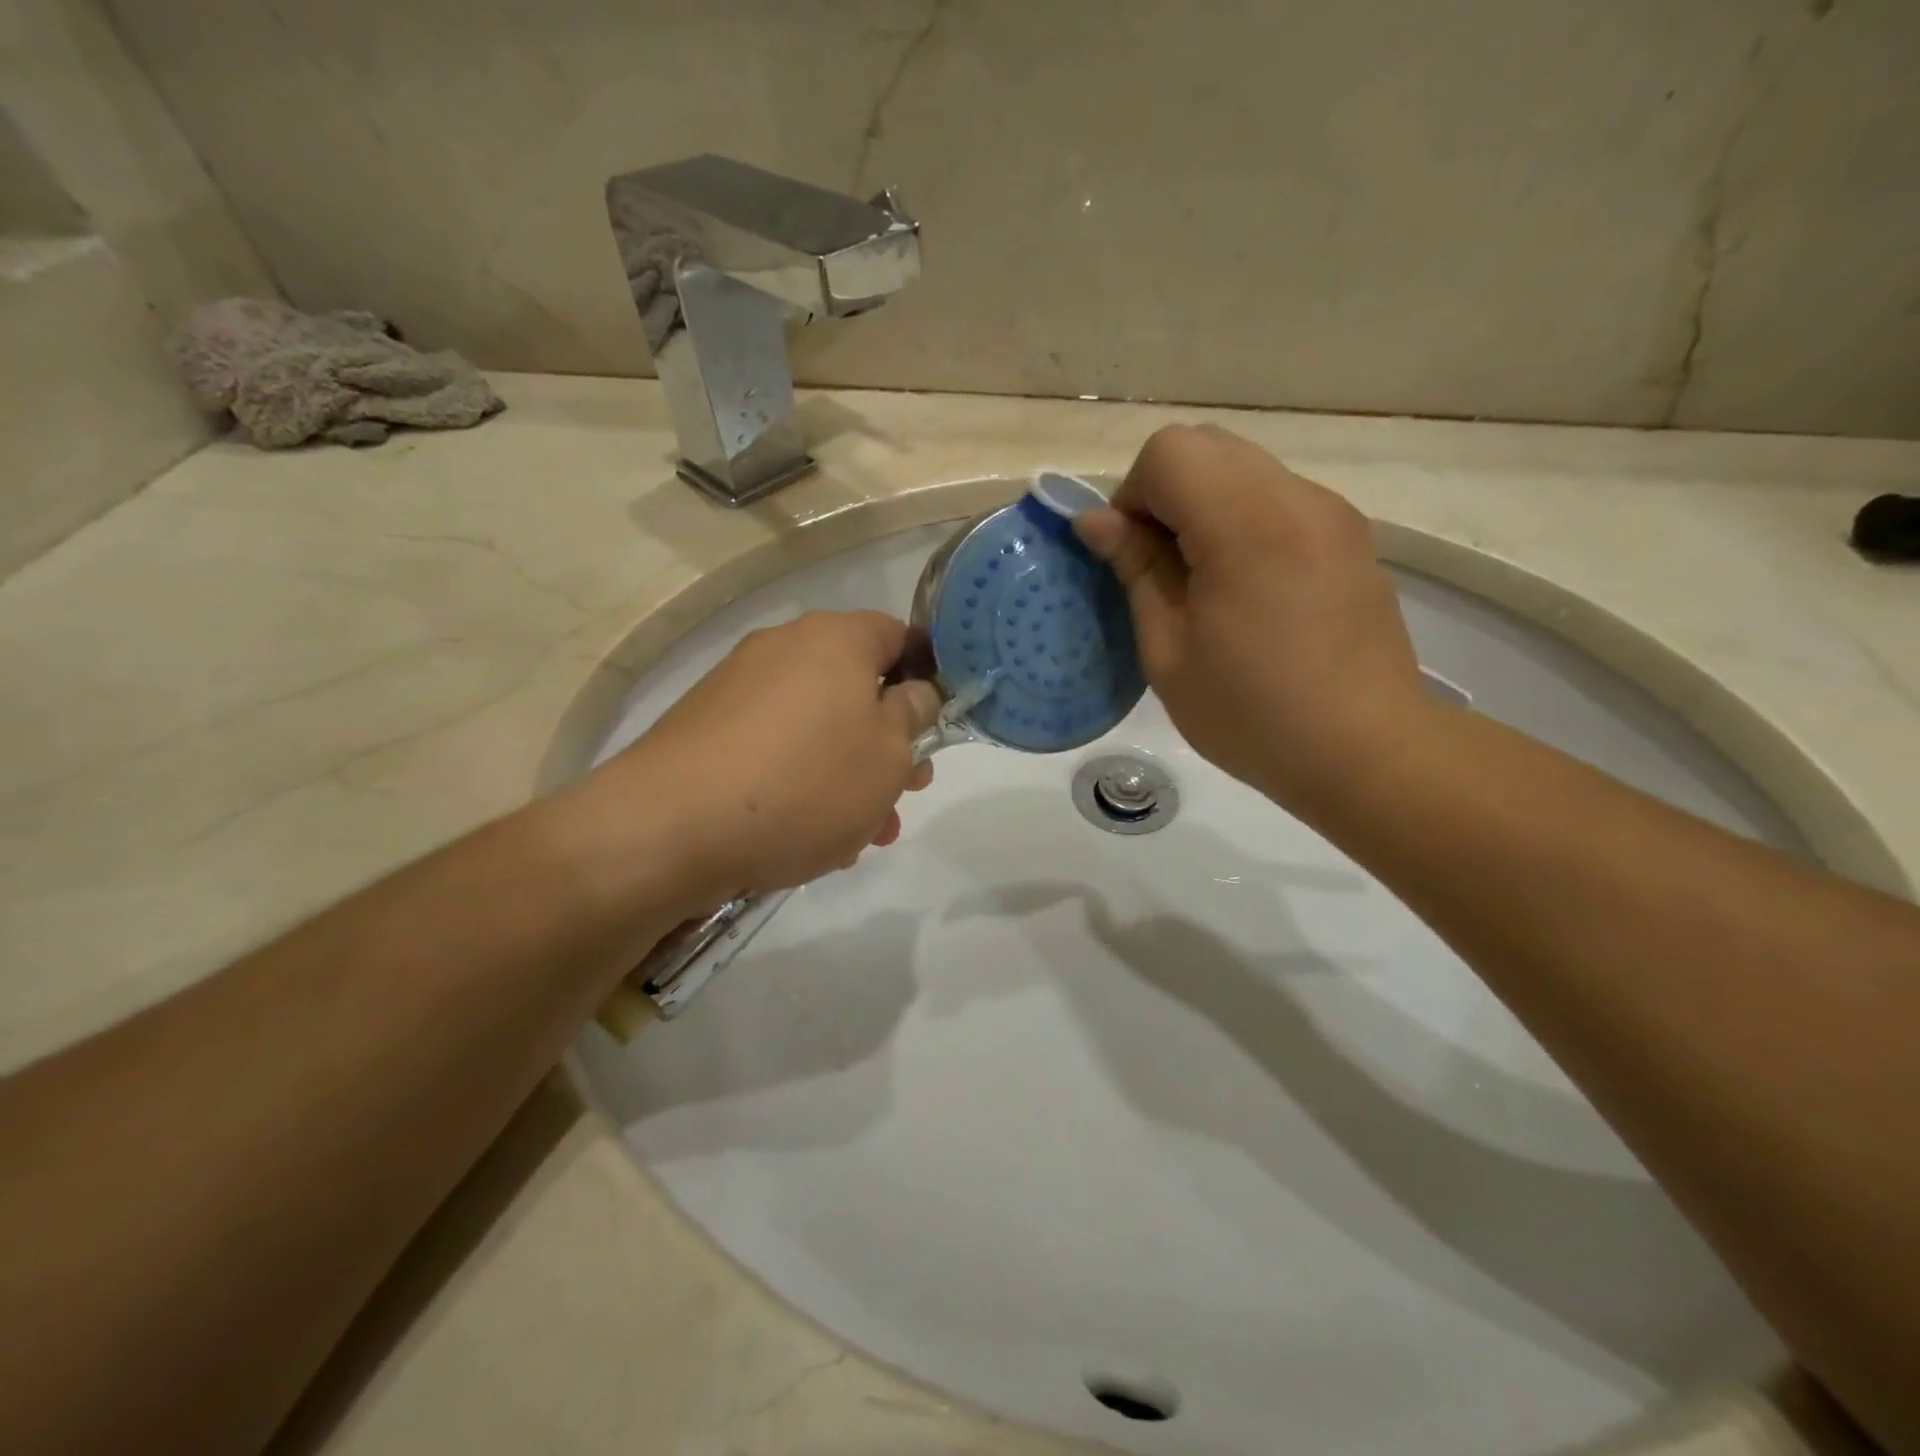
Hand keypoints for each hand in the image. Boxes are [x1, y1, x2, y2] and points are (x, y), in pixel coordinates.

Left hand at [603, 610, 940, 900]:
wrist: (670, 827)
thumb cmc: (805, 783)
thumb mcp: (888, 755)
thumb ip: (914, 716)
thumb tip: (915, 692)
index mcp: (835, 639)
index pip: (899, 636)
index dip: (927, 678)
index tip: (934, 727)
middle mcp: (784, 648)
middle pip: (856, 688)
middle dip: (887, 744)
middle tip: (904, 794)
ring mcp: (738, 687)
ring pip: (816, 726)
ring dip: (847, 774)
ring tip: (859, 835)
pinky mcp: (706, 728)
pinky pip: (774, 747)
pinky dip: (798, 781)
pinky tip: (806, 834)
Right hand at [1075, 425, 1430, 819]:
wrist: (1366, 751)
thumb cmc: (1252, 713)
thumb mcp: (1168, 652)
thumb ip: (1135, 570)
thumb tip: (1095, 520)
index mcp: (1245, 525)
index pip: (1169, 452)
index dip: (1133, 495)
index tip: (1133, 557)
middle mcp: (1295, 498)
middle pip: (1207, 446)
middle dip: (1165, 493)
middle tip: (1162, 568)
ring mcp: (1331, 512)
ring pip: (1244, 467)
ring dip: (1204, 505)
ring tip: (1205, 582)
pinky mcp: (1349, 534)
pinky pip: (1277, 497)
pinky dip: (1243, 520)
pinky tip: (1249, 588)